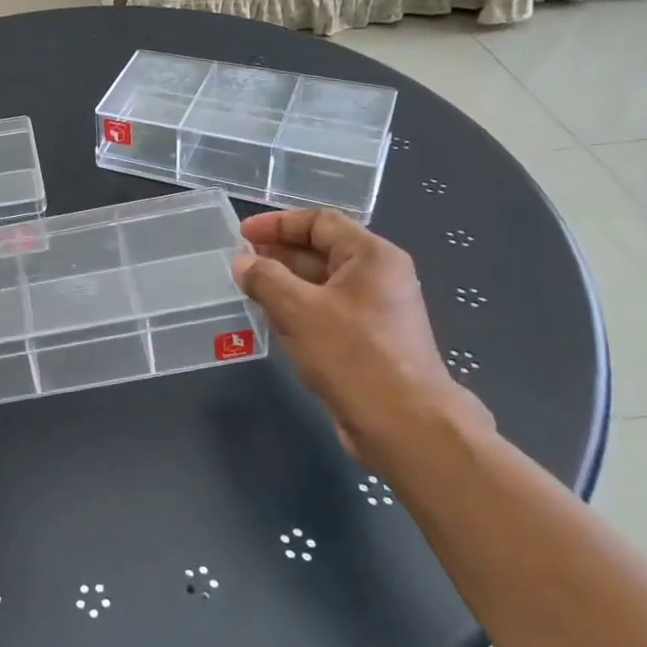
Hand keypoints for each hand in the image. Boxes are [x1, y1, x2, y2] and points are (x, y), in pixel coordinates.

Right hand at [232, 209, 489, 467]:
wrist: (405, 425)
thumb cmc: (353, 355)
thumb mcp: (298, 310)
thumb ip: (265, 279)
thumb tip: (242, 263)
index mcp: (372, 256)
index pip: (320, 222)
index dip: (277, 223)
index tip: (241, 235)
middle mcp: (379, 277)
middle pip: (322, 250)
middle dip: (279, 253)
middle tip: (241, 263)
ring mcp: (376, 311)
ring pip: (322, 284)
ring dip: (285, 283)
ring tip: (249, 290)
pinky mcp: (370, 341)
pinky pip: (327, 311)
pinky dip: (299, 309)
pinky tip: (273, 321)